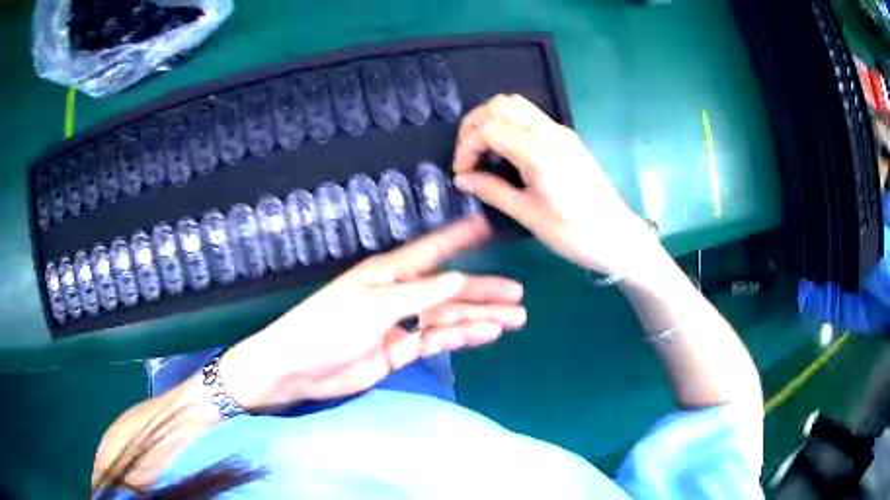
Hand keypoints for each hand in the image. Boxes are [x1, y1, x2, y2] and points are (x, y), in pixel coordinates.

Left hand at [218, 216, 524, 411]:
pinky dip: (462, 336)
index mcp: (389, 273)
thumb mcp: (374, 305)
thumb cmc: (329, 326)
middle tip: (518, 294)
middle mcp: (399, 294)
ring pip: (448, 316)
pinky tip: (486, 334)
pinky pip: (437, 339)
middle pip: (449, 289)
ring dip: (480, 317)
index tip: (489, 227)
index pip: (433, 251)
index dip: (460, 239)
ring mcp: (401, 324)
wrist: (299, 368)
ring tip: (515, 318)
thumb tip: (459, 278)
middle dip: (484, 291)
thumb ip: (419, 293)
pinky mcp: (400, 350)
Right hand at [452, 94, 656, 275]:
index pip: (488, 128)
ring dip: (492, 119)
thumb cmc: (573, 232)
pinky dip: (509, 124)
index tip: (461, 172)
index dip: (466, 146)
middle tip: (467, 156)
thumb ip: (491, 191)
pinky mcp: (567, 138)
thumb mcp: (527, 215)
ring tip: (484, 150)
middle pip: (501, 105)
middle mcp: (550, 131)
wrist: (616, 236)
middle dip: (474, 125)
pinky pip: (531, 117)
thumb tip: (462, 179)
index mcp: (538, 151)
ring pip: (516, 104)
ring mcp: (561, 132)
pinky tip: (506, 152)